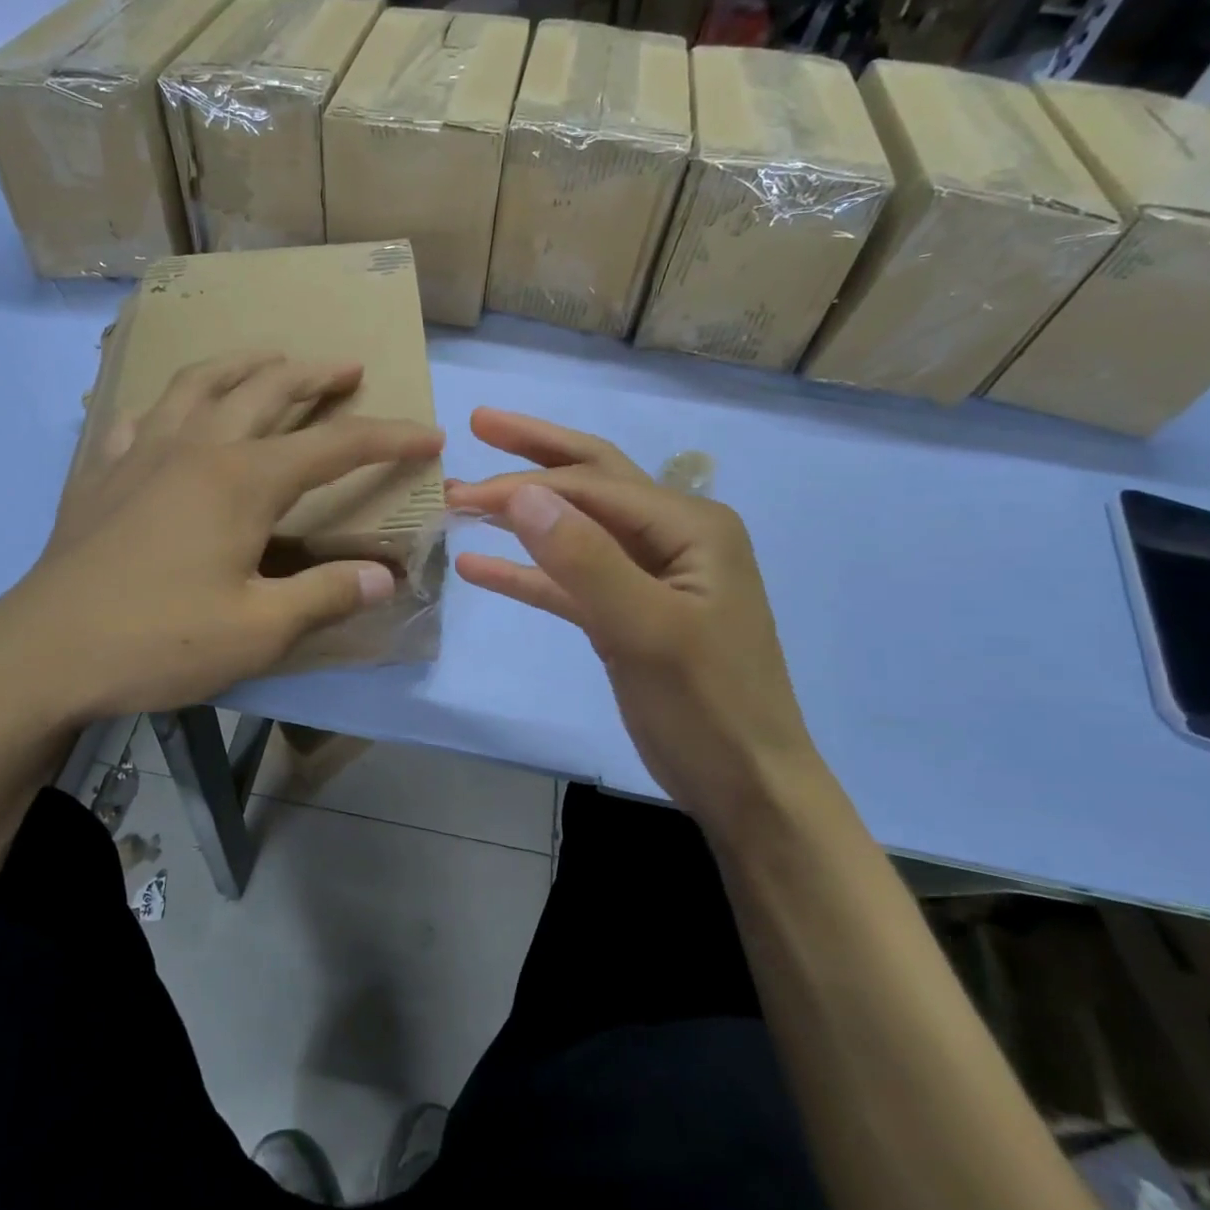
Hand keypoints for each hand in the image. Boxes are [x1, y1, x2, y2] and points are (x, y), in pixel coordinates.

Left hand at [0, 355, 441, 732]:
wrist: (42, 655)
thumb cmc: (158, 641)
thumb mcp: (258, 631)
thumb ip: (325, 596)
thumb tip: (384, 577)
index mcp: (242, 481)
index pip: (334, 446)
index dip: (388, 438)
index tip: (430, 434)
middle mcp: (196, 449)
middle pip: (266, 391)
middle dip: (315, 376)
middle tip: (347, 368)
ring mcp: (142, 454)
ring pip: (199, 384)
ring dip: (243, 365)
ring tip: (268, 358)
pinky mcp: (101, 474)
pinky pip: (140, 418)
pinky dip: (168, 404)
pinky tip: (170, 415)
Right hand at [446, 409, 813, 821]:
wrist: (748, 787)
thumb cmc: (708, 706)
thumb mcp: (645, 629)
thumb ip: (584, 557)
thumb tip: (523, 492)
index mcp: (690, 526)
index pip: (594, 484)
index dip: (526, 481)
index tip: (462, 492)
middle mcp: (673, 537)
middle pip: (590, 480)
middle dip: (533, 453)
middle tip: (477, 422)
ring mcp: (650, 575)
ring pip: (575, 528)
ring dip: (521, 514)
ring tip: (462, 498)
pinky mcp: (628, 613)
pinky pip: (571, 580)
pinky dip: (528, 571)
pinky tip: (479, 566)